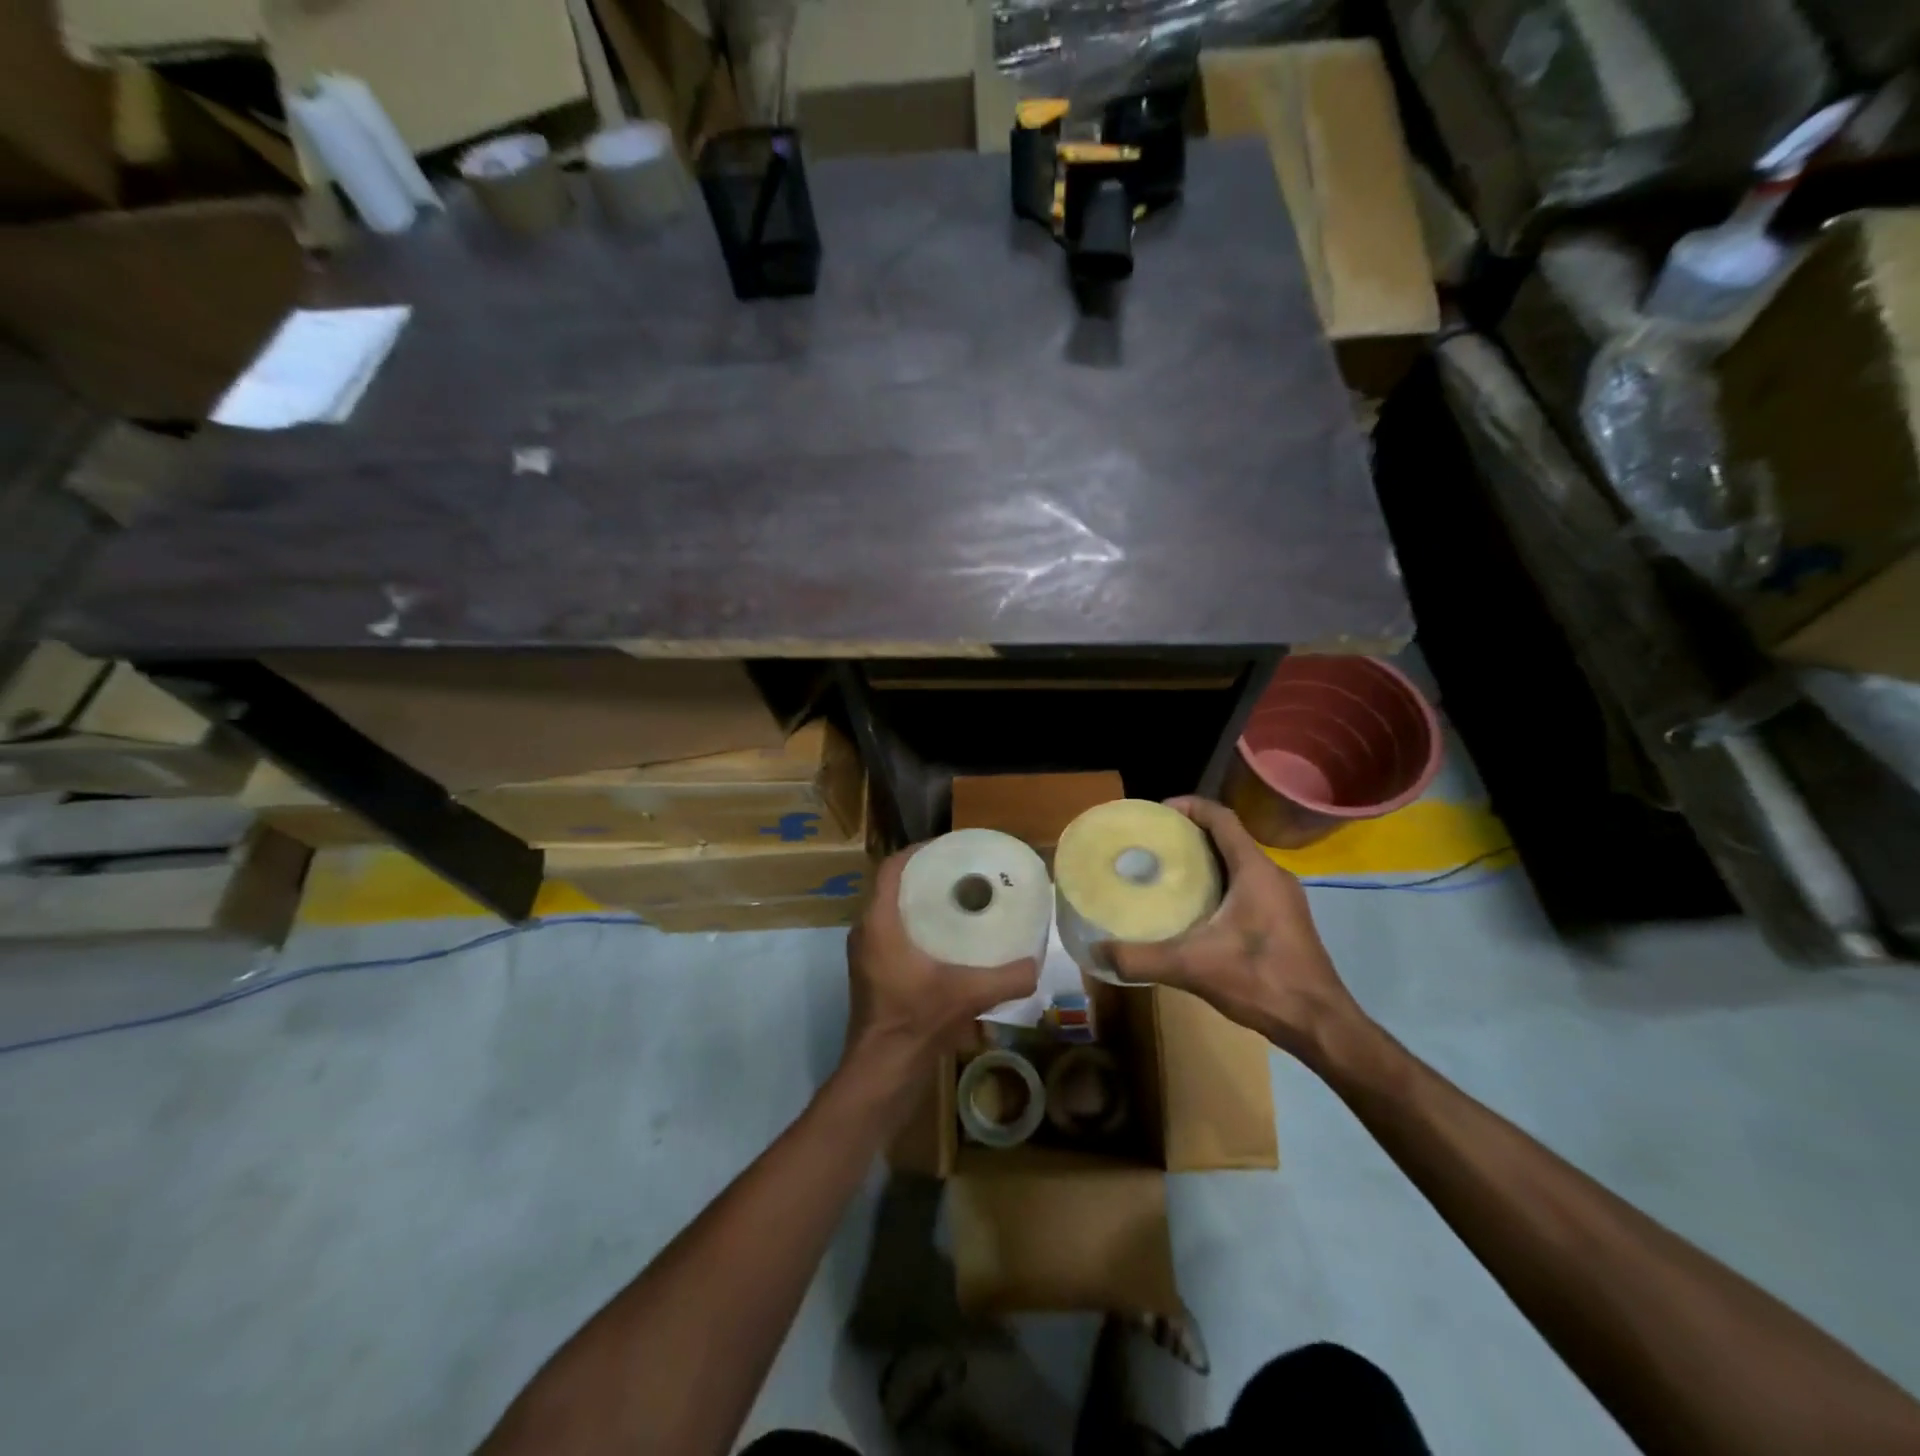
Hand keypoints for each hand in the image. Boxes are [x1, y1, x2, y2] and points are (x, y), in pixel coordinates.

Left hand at [843, 846, 1039, 1080]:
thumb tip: (1037, 964)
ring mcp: (866, 954)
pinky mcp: (872, 972)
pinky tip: (944, 936)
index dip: (916, 852)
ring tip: (955, 898)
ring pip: (890, 911)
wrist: (883, 1069)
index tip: (947, 847)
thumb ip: (1008, 978)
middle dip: (923, 875)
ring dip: (917, 900)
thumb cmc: (917, 1020)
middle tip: (960, 872)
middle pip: (892, 887)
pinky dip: (913, 924)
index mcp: (879, 923)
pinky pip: (890, 931)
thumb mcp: (969, 995)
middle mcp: (866, 931)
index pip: (891, 869)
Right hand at [1098, 798, 1362, 1061]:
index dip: (1190, 807)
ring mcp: (1282, 899)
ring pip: (1238, 863)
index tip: (1156, 812)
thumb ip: (1142, 959)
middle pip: (1228, 837)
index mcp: (1255, 871)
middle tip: (1152, 844)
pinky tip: (1195, 909)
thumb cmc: (1262, 981)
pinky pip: (1246, 885)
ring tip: (1167, 872)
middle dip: (1190, 834)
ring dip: (1205, 861)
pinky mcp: (1284, 920)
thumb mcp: (1193, 968)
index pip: (1222, 818)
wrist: (1320, 1025)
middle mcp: (1272, 875)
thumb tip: (1096, 951)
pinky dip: (1219, 883)